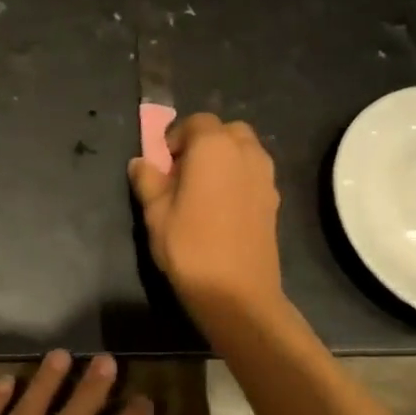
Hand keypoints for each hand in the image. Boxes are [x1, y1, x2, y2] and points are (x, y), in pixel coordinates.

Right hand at [128, 113, 283, 316]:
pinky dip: (237, 177)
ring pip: (244, 151)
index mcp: (214, 147)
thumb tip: (141, 162)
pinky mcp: (274, 200)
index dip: (176, 137)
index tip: (163, 163)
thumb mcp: (155, 213)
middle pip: (226, 131)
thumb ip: (147, 180)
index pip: (196, 122)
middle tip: (183, 172)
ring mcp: (266, 176)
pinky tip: (220, 208)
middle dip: (204, 143)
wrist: (237, 293)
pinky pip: (253, 173)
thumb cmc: (189, 246)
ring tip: (202, 190)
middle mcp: (246, 153)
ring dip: (223, 159)